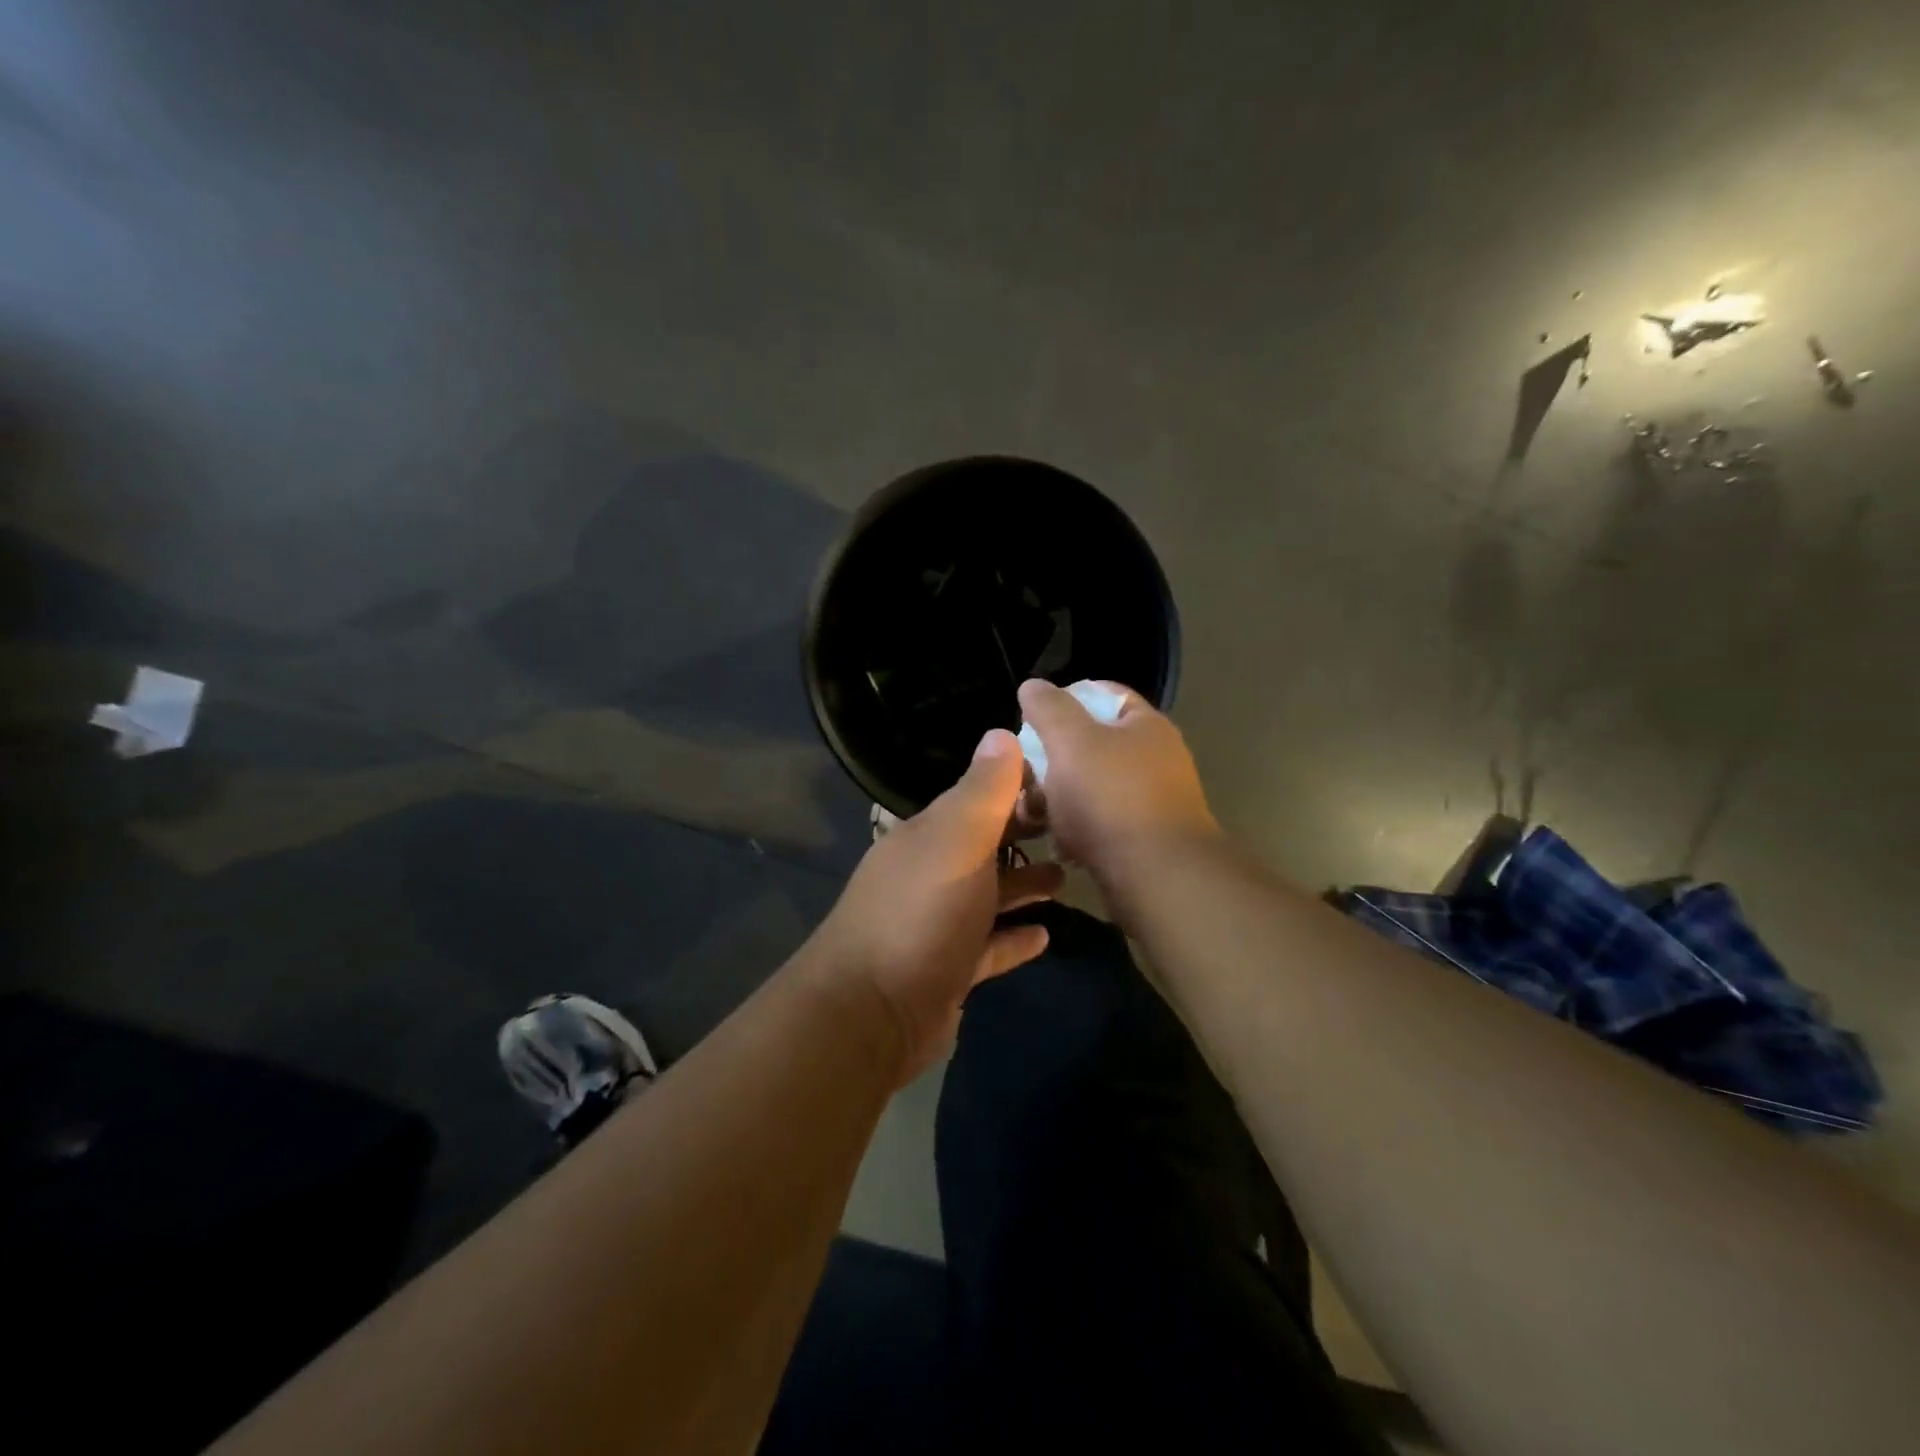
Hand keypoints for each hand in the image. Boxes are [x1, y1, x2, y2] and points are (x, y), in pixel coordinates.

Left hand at [808, 729, 1064, 1081]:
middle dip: (1024, 836)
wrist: (871, 1012)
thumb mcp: (956, 841)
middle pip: (984, 846)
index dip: (1016, 788)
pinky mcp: (948, 971)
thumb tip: (1001, 733)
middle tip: (1075, 831)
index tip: (1063, 784)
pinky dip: (1013, 938)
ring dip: (1023, 885)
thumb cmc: (921, 914)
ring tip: (1067, 878)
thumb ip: (983, 791)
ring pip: (988, 896)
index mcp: (929, 837)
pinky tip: (1045, 935)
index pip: (976, 799)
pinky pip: (988, 947)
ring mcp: (937, 925)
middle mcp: (930, 874)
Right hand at [1015, 678, 1219, 897]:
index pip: (1104, 694)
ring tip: (1033, 814)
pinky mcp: (1145, 841)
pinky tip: (1061, 845)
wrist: (1159, 877)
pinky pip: (1102, 825)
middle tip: (1024, 771)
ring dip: (1060, 799)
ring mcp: (1153, 802)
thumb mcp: (1071, 742)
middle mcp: (1155, 759)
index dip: (1066, 698)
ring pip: (1093, 788)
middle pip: (1094, 745)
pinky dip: (1078, 831)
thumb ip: (1049, 709)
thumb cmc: (1112, 798)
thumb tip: (1033, 685)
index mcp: (1145, 725)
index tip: (1031, 717)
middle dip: (1054, 758)